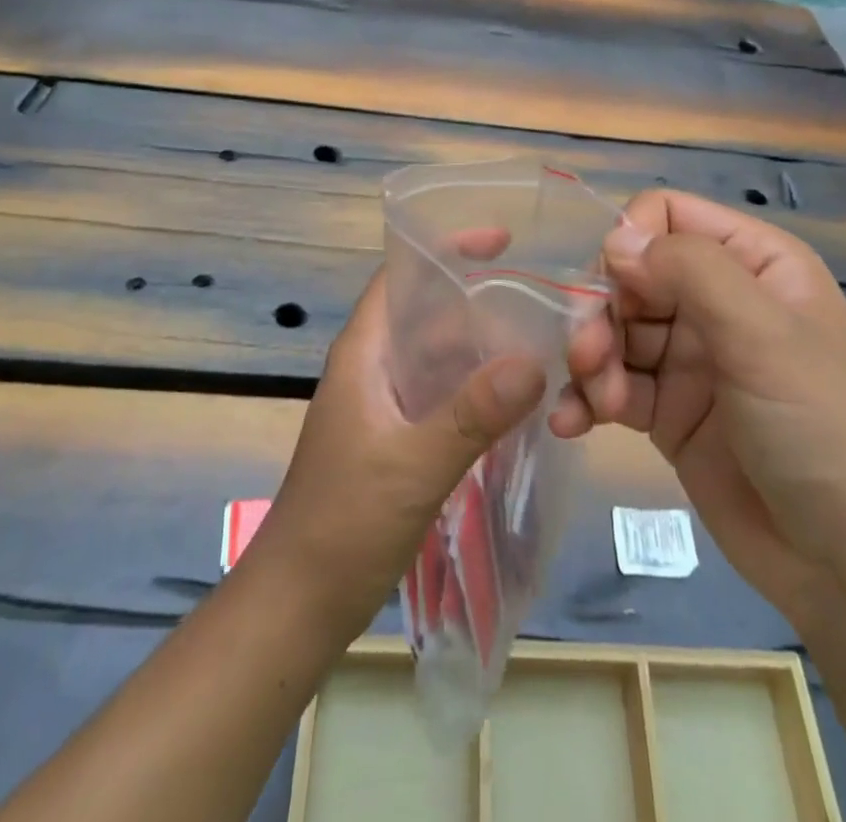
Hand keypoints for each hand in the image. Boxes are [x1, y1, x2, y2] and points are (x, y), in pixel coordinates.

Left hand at [250, 268, 546, 640]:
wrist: (300, 602)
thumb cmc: (344, 523)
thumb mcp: (412, 465)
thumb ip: (471, 414)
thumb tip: (535, 361)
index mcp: (364, 351)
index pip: (401, 276)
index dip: (445, 250)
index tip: (504, 241)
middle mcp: (374, 366)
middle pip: (428, 312)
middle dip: (479, 298)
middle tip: (545, 293)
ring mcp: (385, 403)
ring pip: (440, 355)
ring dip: (483, 345)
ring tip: (545, 336)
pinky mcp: (398, 437)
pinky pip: (444, 393)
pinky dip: (477, 386)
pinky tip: (519, 396)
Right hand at [553, 191, 845, 618]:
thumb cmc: (825, 430)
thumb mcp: (766, 337)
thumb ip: (691, 272)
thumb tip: (616, 239)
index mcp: (752, 263)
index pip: (666, 215)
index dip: (631, 243)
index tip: (616, 291)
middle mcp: (717, 300)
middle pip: (629, 274)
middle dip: (600, 311)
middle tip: (589, 358)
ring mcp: (691, 358)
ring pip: (614, 330)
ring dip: (592, 359)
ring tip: (596, 403)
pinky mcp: (669, 412)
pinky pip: (614, 385)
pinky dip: (587, 398)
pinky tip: (571, 423)